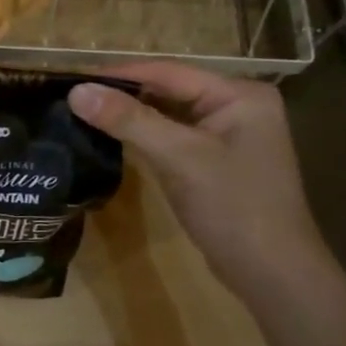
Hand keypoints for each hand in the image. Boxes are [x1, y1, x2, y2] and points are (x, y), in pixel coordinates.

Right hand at [69, 62, 330, 299]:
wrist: (271, 273)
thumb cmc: (233, 207)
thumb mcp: (179, 158)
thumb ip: (128, 121)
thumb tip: (76, 91)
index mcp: (238, 94)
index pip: (168, 72)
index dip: (119, 74)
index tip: (73, 79)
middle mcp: (236, 106)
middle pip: (169, 91)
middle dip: (123, 95)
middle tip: (73, 98)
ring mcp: (227, 136)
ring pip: (168, 116)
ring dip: (130, 117)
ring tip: (83, 114)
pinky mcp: (215, 162)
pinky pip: (173, 139)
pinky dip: (144, 138)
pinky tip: (112, 140)